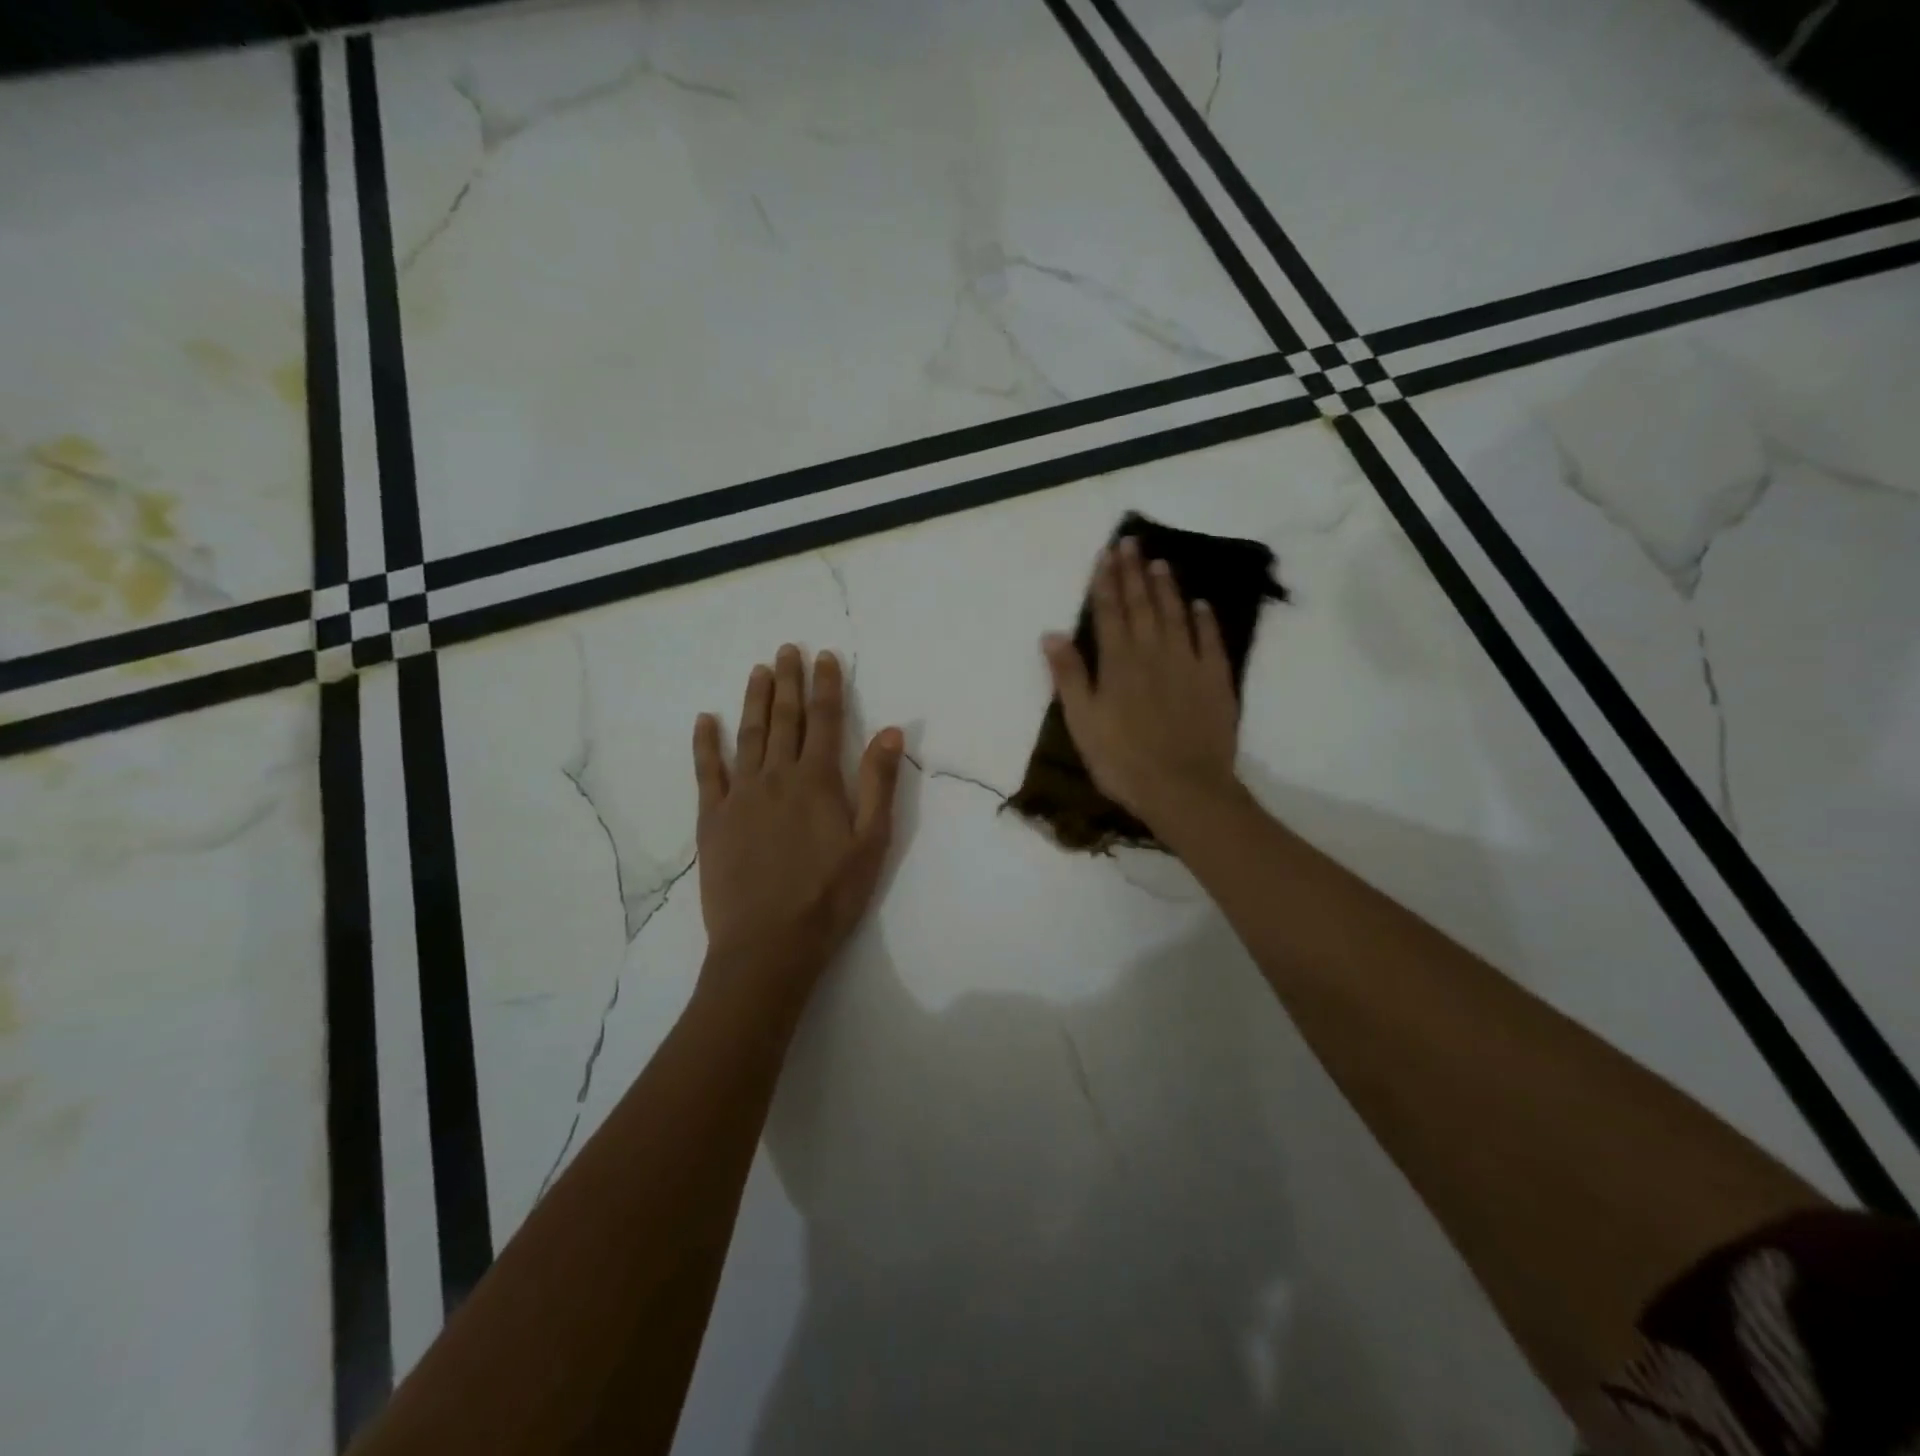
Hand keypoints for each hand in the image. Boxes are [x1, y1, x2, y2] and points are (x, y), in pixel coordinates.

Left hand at [692, 645, 902, 1008]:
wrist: (769, 943)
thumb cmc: (830, 896)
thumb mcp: (871, 842)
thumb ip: (878, 784)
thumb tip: (889, 731)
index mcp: (818, 780)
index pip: (824, 720)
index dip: (826, 686)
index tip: (825, 657)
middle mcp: (777, 776)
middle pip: (784, 719)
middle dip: (788, 681)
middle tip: (788, 649)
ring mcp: (740, 795)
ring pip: (748, 735)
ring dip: (754, 700)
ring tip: (758, 670)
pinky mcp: (713, 818)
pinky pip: (707, 771)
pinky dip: (706, 743)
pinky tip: (705, 720)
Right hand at [1041, 537, 1243, 832]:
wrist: (1183, 788)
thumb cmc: (1122, 760)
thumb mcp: (1082, 722)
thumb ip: (1069, 676)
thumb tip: (1051, 634)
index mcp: (1118, 662)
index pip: (1110, 612)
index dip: (1106, 582)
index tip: (1106, 554)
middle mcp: (1153, 652)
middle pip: (1142, 605)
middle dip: (1134, 572)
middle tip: (1131, 542)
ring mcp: (1188, 663)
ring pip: (1175, 615)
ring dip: (1166, 588)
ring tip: (1160, 562)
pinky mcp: (1215, 680)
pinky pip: (1209, 640)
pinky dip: (1204, 620)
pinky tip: (1200, 605)